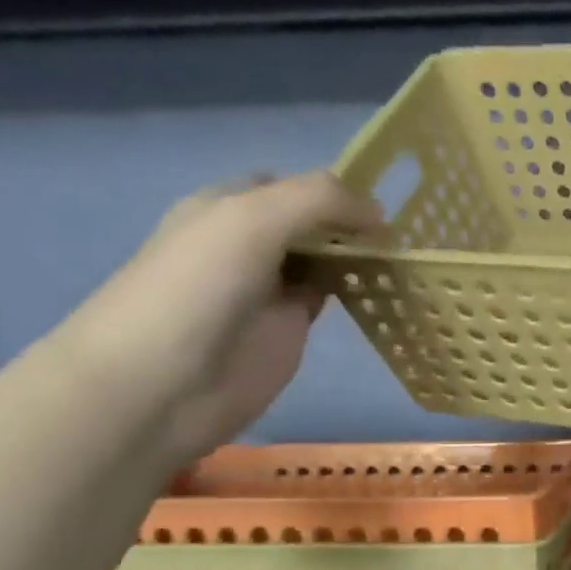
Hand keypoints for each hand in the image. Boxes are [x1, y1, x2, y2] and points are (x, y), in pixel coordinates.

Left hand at [63, 171, 384, 466]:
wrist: (162, 384)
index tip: (385, 203)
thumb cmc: (198, 289)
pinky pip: (329, 298)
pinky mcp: (289, 328)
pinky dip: (357, 291)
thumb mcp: (253, 220)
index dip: (337, 190)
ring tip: (408, 256)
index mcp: (229, 206)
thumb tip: (379, 213)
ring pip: (326, 260)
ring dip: (360, 256)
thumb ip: (319, 201)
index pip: (293, 186)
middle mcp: (250, 242)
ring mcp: (271, 288)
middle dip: (354, 223)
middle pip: (314, 223)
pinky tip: (388, 288)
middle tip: (406, 234)